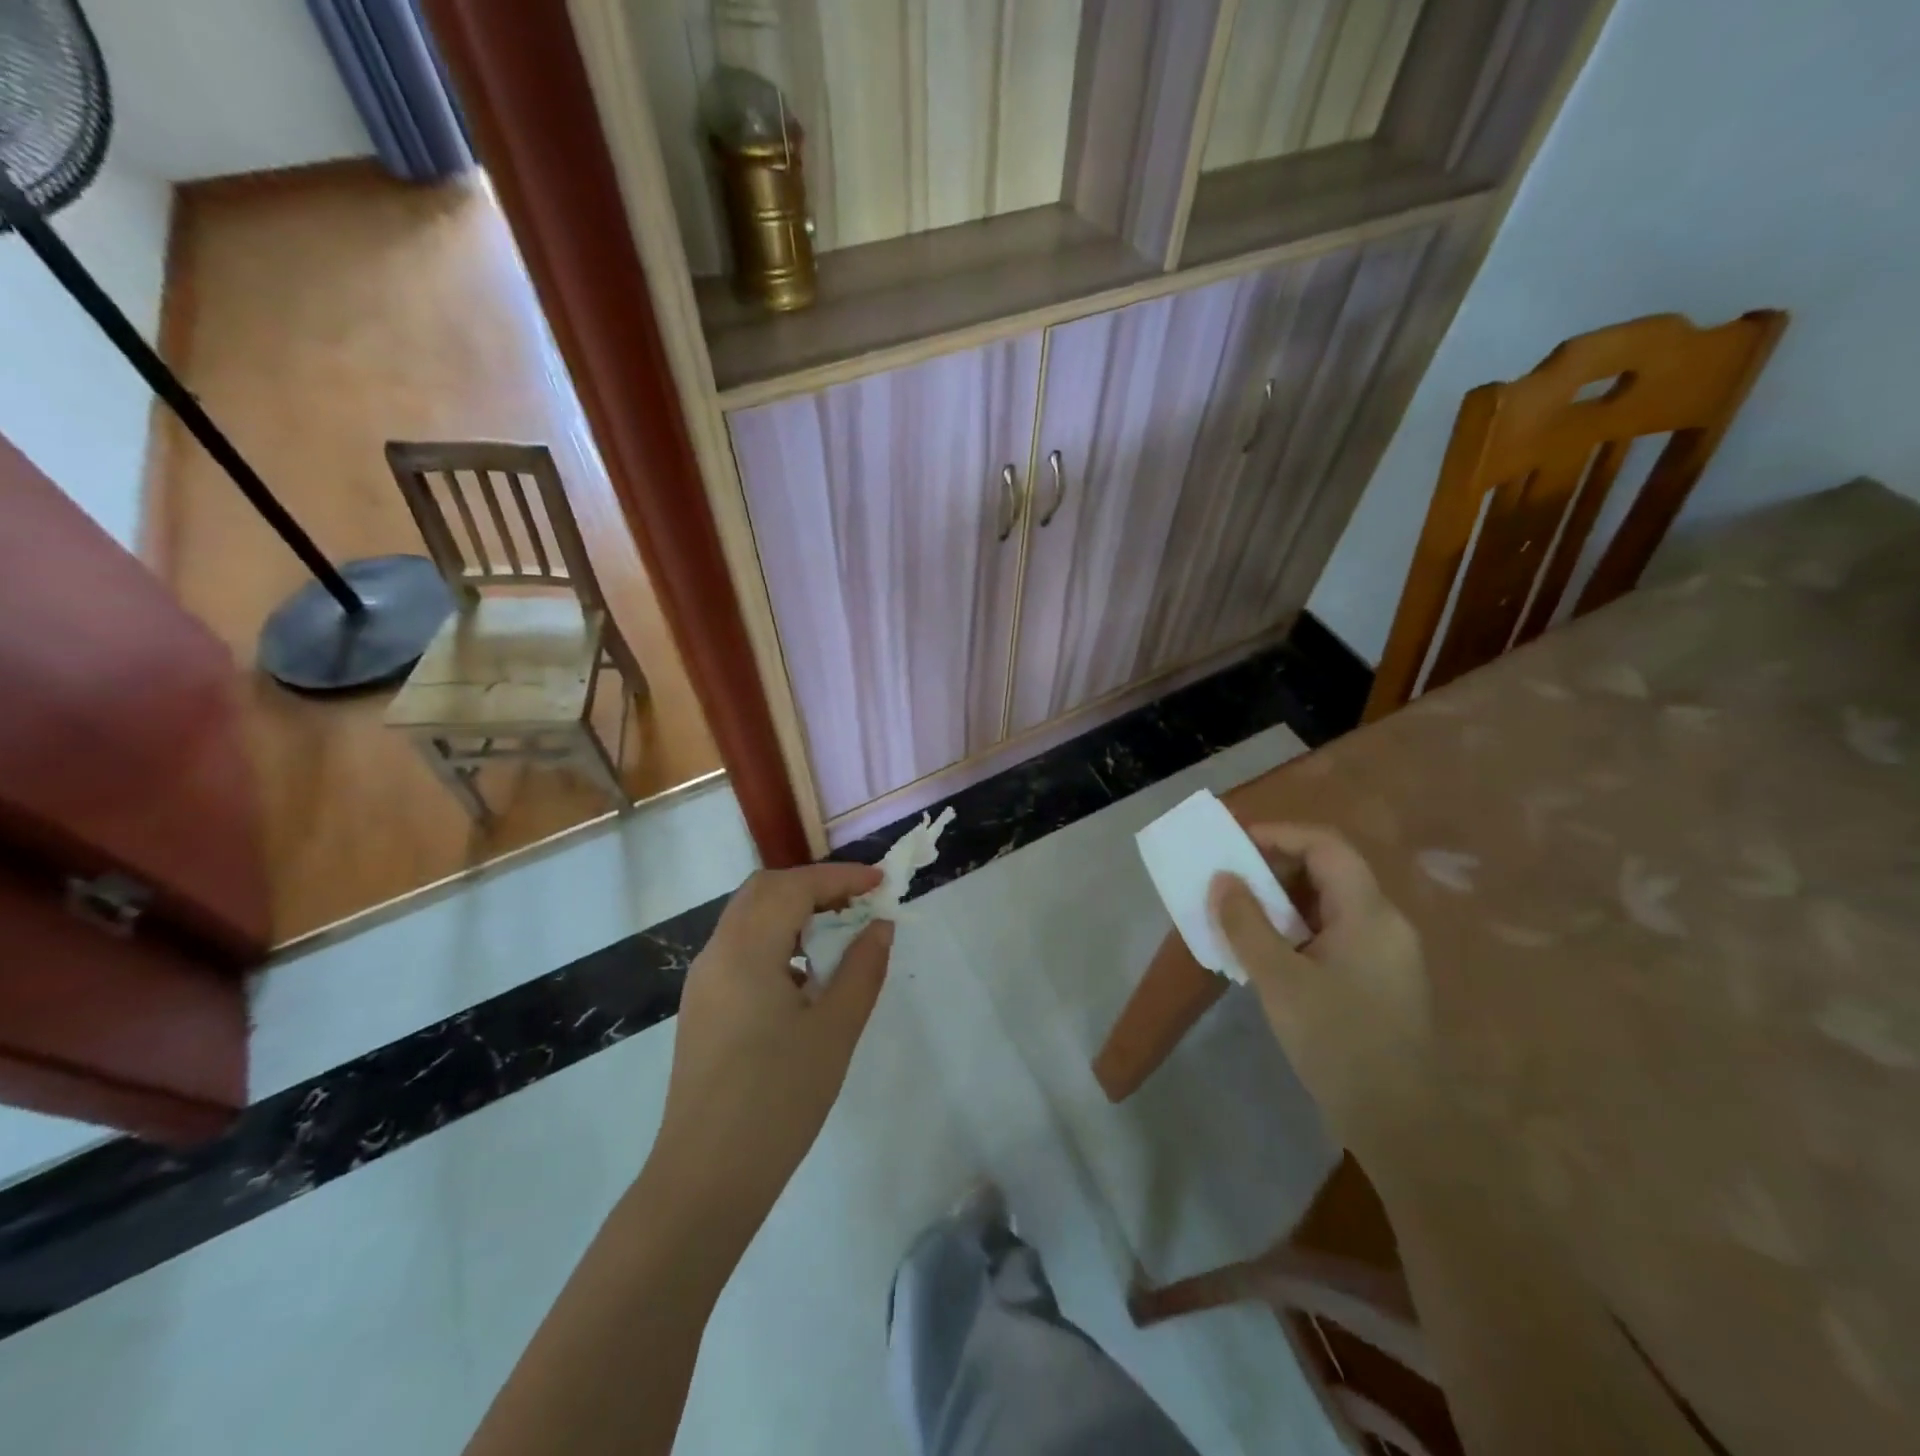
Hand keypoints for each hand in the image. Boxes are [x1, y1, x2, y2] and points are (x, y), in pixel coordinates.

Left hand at [648, 863, 893, 1238]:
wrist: (705, 1179)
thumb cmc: (778, 1100)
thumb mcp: (835, 1031)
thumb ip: (862, 969)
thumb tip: (879, 927)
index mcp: (745, 951)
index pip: (793, 886)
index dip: (840, 877)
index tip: (881, 883)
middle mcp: (717, 953)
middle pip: (764, 891)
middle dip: (814, 886)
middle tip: (859, 902)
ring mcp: (704, 981)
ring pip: (749, 917)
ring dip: (794, 911)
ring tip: (839, 934)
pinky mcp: (702, 1006)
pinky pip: (741, 948)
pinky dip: (777, 939)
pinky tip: (806, 975)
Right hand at [1209, 823, 1431, 1149]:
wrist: (1402, 1126)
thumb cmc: (1339, 1044)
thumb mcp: (1280, 981)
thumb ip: (1246, 924)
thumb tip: (1222, 879)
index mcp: (1370, 913)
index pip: (1326, 846)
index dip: (1279, 835)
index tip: (1234, 846)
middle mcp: (1386, 923)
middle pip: (1330, 870)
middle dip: (1277, 867)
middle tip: (1232, 881)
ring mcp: (1388, 953)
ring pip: (1332, 903)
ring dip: (1285, 899)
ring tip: (1242, 914)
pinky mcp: (1382, 979)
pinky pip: (1337, 932)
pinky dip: (1300, 927)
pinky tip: (1272, 951)